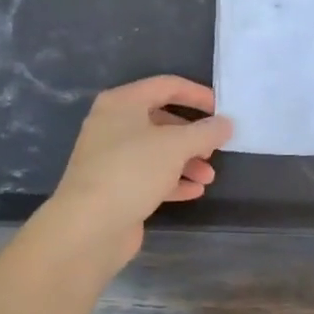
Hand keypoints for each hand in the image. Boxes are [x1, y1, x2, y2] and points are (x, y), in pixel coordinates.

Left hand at [49, 76, 232, 260]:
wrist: (88, 227)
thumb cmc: (132, 171)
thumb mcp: (176, 146)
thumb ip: (205, 132)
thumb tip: (225, 124)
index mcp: (122, 103)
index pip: (166, 86)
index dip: (197, 95)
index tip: (222, 110)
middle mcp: (113, 125)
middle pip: (162, 120)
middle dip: (193, 135)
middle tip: (215, 148)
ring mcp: (112, 158)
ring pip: (157, 151)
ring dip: (187, 161)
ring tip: (209, 177)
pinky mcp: (114, 187)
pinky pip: (149, 176)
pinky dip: (173, 181)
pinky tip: (195, 191)